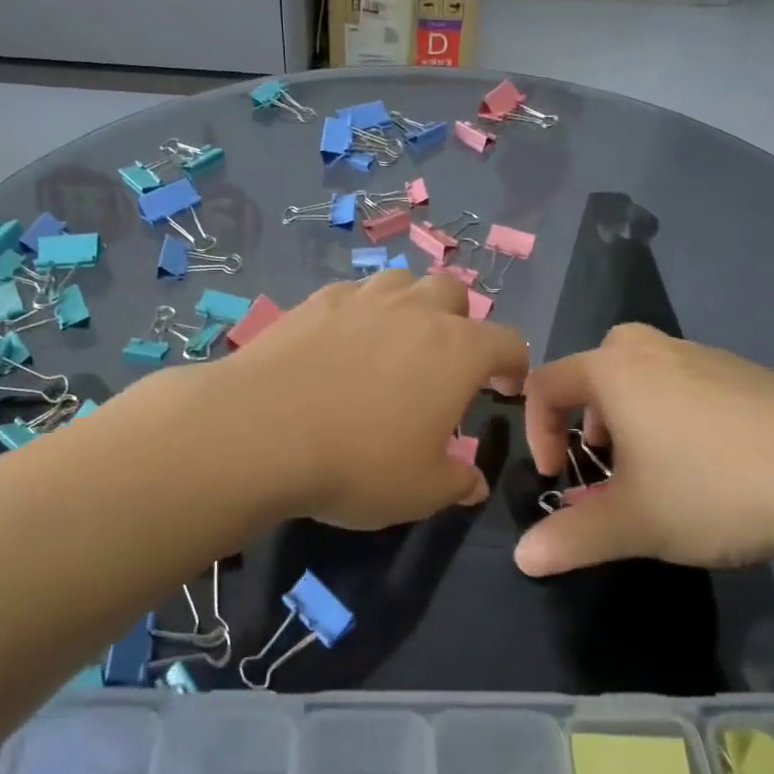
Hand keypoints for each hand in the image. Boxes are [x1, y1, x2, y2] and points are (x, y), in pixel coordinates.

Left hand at [213, 270, 529, 529]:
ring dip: (410, 306)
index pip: (507, 341)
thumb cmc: (358, 463)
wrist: (260, 431)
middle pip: (453, 293)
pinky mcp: (314, 303)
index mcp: (457, 350)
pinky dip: (360, 313)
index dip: (514, 364)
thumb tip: (472, 483)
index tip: (505, 387)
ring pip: (401, 282)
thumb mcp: (420, 491)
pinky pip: (352, 295)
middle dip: (460, 322)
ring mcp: (361, 300)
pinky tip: (341, 344)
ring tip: (395, 343)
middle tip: (445, 363)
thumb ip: (456, 483)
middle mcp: (415, 311)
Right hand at [516, 326, 773, 575]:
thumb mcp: (633, 522)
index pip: (547, 383)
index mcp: (615, 371)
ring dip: (634, 415)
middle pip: (599, 365)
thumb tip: (523, 559)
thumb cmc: (712, 487)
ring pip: (648, 375)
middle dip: (587, 413)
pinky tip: (713, 465)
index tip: (560, 477)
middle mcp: (657, 351)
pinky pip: (693, 385)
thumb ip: (571, 538)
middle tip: (606, 457)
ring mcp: (711, 358)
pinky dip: (680, 416)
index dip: (538, 431)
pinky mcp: (754, 376)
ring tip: (657, 468)